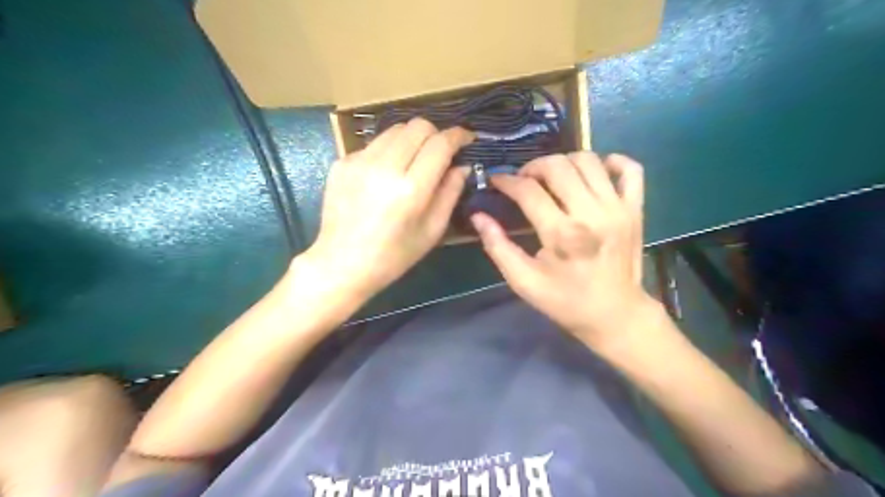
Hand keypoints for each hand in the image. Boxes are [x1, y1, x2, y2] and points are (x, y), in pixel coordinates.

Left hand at [298, 118, 473, 300]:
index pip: (440, 143)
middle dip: (435, 134)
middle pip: (418, 126)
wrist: (342, 263)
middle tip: (440, 153)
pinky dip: (388, 152)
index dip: (458, 136)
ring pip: (395, 129)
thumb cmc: (393, 256)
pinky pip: (374, 144)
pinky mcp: (341, 162)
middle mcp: (384, 167)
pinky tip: (385, 175)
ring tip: (413, 161)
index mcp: (411, 189)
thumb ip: (450, 193)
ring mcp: (358, 161)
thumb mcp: (432, 231)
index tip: (466, 139)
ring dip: (411, 139)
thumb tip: (462, 165)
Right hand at [474, 152, 650, 348]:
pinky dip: (611, 161)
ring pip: (589, 160)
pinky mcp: (636, 208)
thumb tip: (478, 216)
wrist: (616, 315)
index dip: (507, 181)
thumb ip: (498, 246)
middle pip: (558, 166)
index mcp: (563, 234)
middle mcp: (592, 213)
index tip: (496, 181)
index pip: (529, 190)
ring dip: (564, 162)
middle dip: (533, 167)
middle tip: (523, 181)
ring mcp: (618, 208)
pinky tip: (593, 173)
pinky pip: (630, 169)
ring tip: (552, 178)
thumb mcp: (524, 281)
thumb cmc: (566, 302)